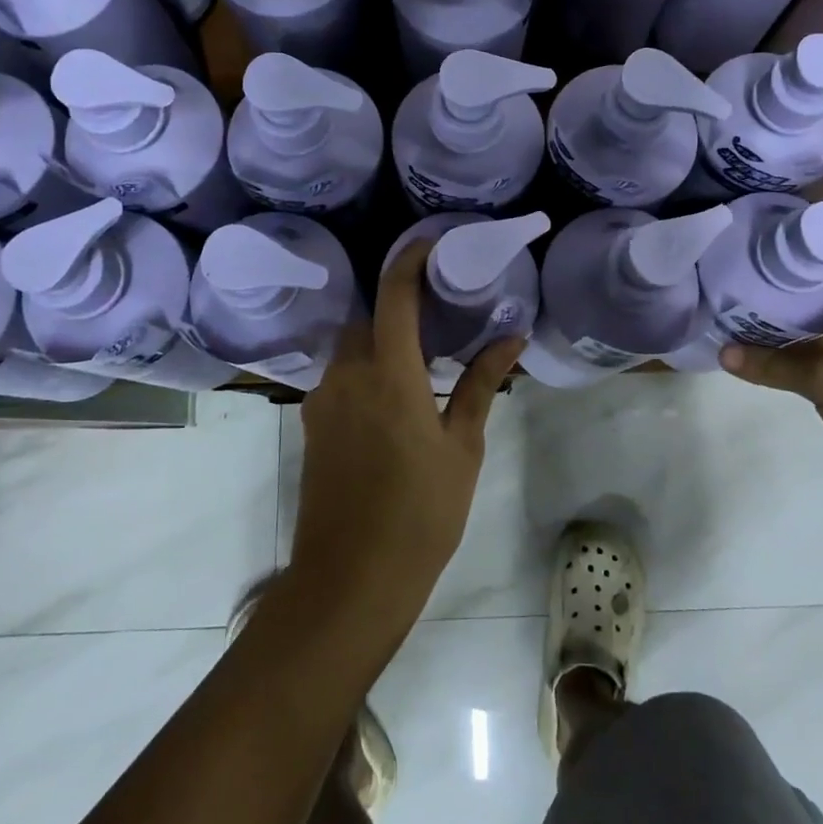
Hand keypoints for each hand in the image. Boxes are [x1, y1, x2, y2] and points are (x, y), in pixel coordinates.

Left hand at [292, 240, 525, 626]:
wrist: (350, 581)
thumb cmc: (420, 514)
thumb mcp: (462, 448)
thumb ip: (479, 385)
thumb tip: (511, 339)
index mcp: (388, 374)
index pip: (395, 295)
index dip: (410, 259)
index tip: (432, 242)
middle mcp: (346, 375)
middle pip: (368, 319)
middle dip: (398, 310)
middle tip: (438, 321)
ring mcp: (321, 400)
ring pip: (351, 350)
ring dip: (381, 346)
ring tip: (421, 367)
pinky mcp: (311, 425)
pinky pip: (340, 380)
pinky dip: (366, 375)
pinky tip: (394, 406)